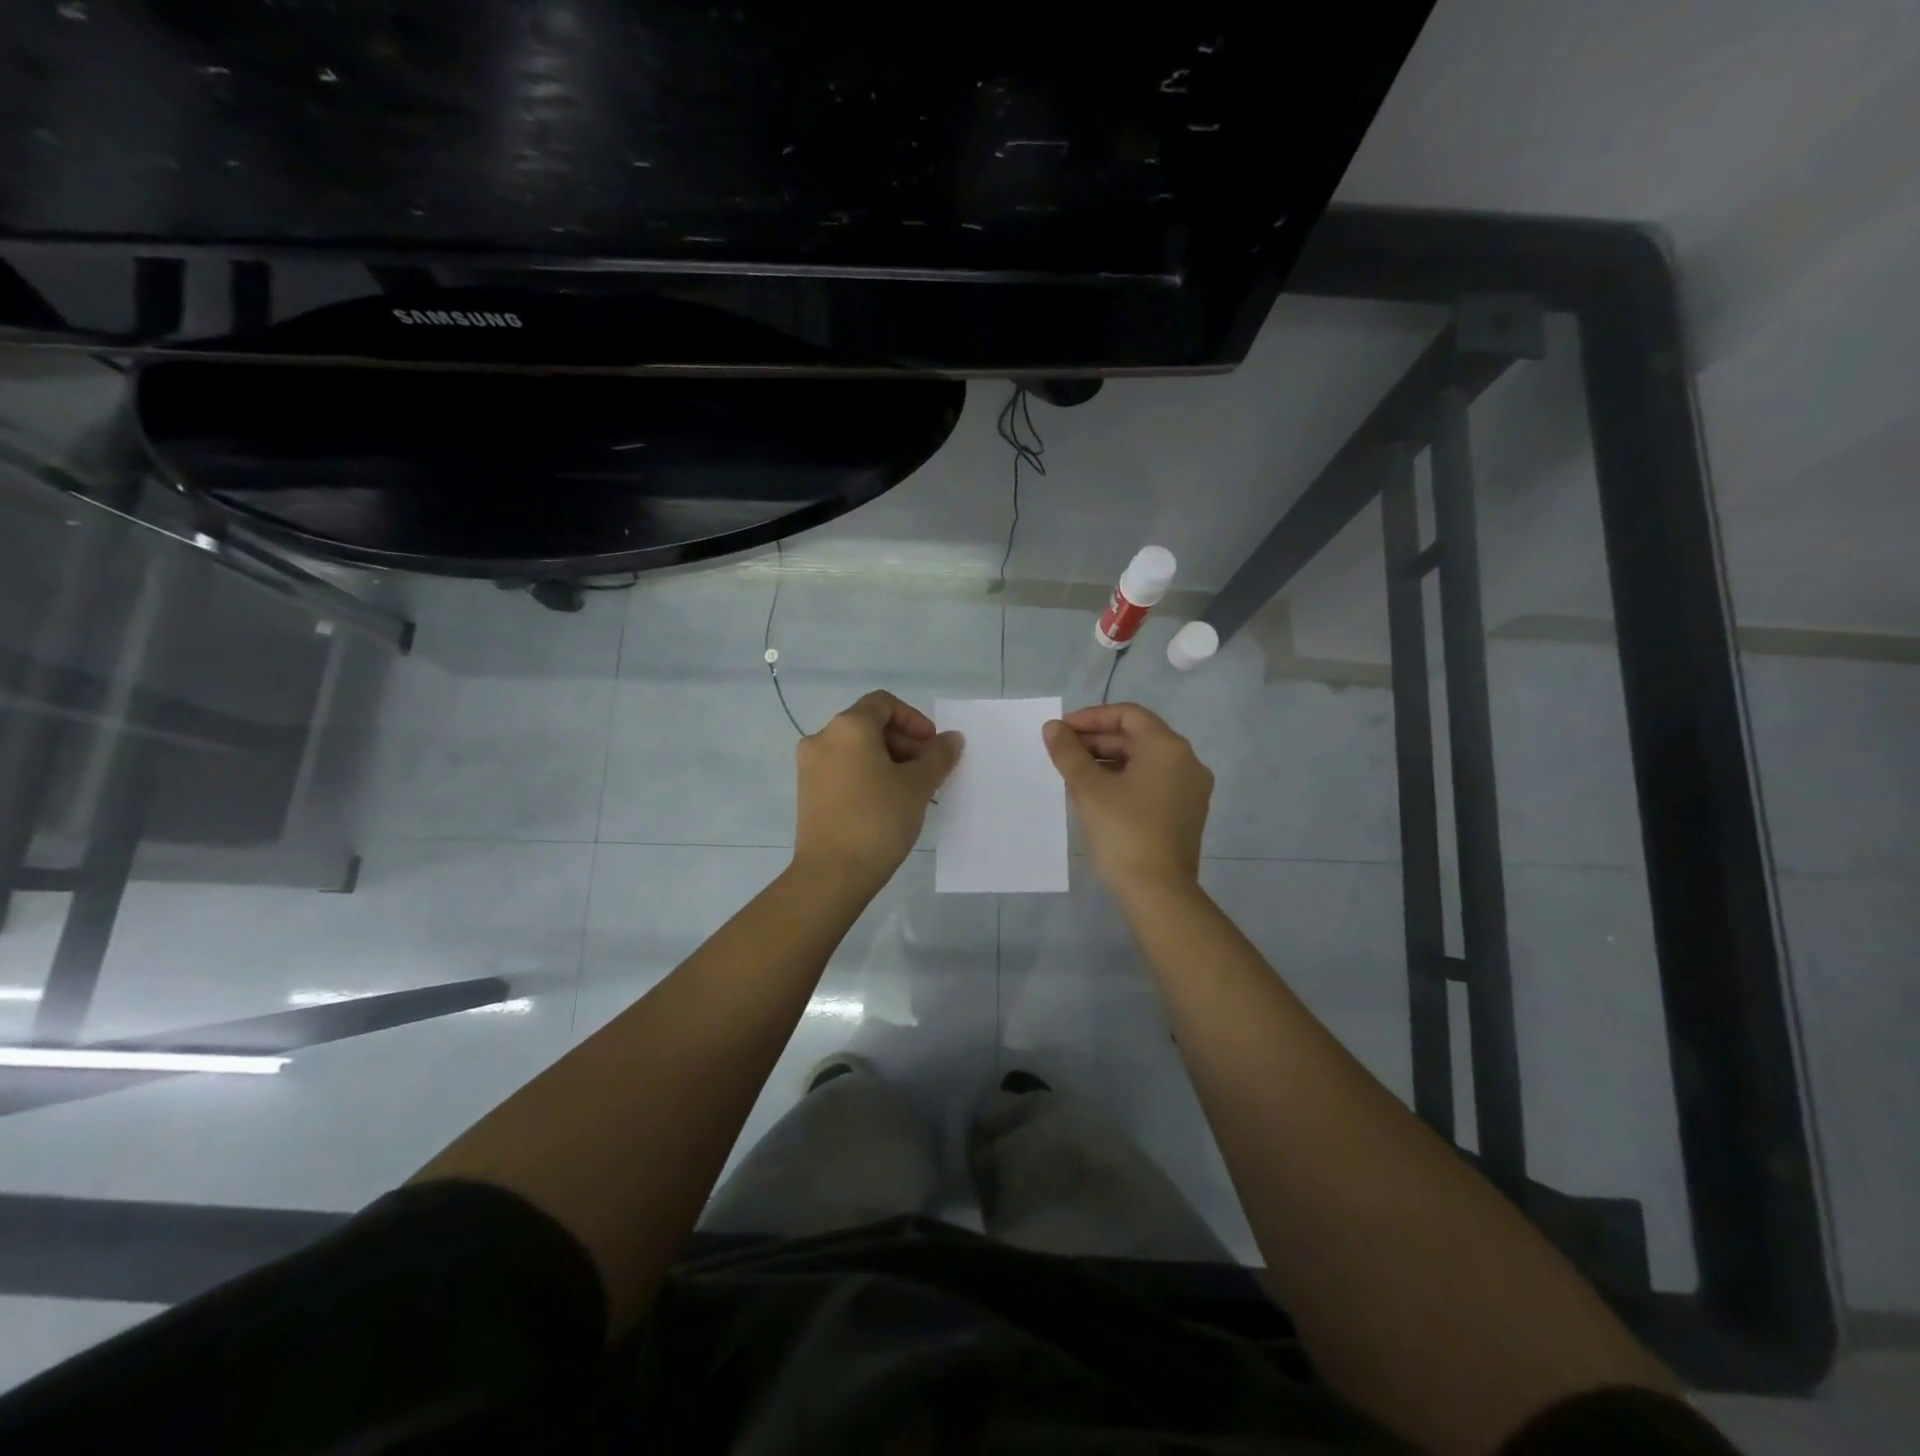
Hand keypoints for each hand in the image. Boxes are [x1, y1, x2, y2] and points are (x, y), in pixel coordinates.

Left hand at [794, 691, 962, 889]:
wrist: (832, 874)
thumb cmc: (878, 819)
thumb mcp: (918, 785)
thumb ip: (938, 756)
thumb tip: (952, 739)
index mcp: (848, 727)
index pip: (884, 704)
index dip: (914, 719)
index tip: (932, 747)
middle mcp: (822, 738)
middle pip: (869, 725)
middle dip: (903, 743)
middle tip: (927, 772)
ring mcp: (810, 767)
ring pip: (856, 750)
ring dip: (887, 761)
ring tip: (910, 791)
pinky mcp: (807, 793)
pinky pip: (843, 770)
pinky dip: (867, 776)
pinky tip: (886, 804)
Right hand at [1043, 702, 1211, 892]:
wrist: (1157, 891)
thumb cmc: (1122, 831)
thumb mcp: (1088, 788)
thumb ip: (1068, 752)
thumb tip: (1053, 728)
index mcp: (1167, 747)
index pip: (1128, 714)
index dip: (1091, 718)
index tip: (1062, 731)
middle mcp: (1187, 761)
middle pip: (1137, 737)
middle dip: (1097, 741)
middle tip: (1062, 754)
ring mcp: (1191, 789)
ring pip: (1144, 762)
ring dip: (1108, 762)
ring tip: (1074, 775)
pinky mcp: (1187, 813)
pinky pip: (1153, 783)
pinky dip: (1125, 781)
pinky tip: (1098, 796)